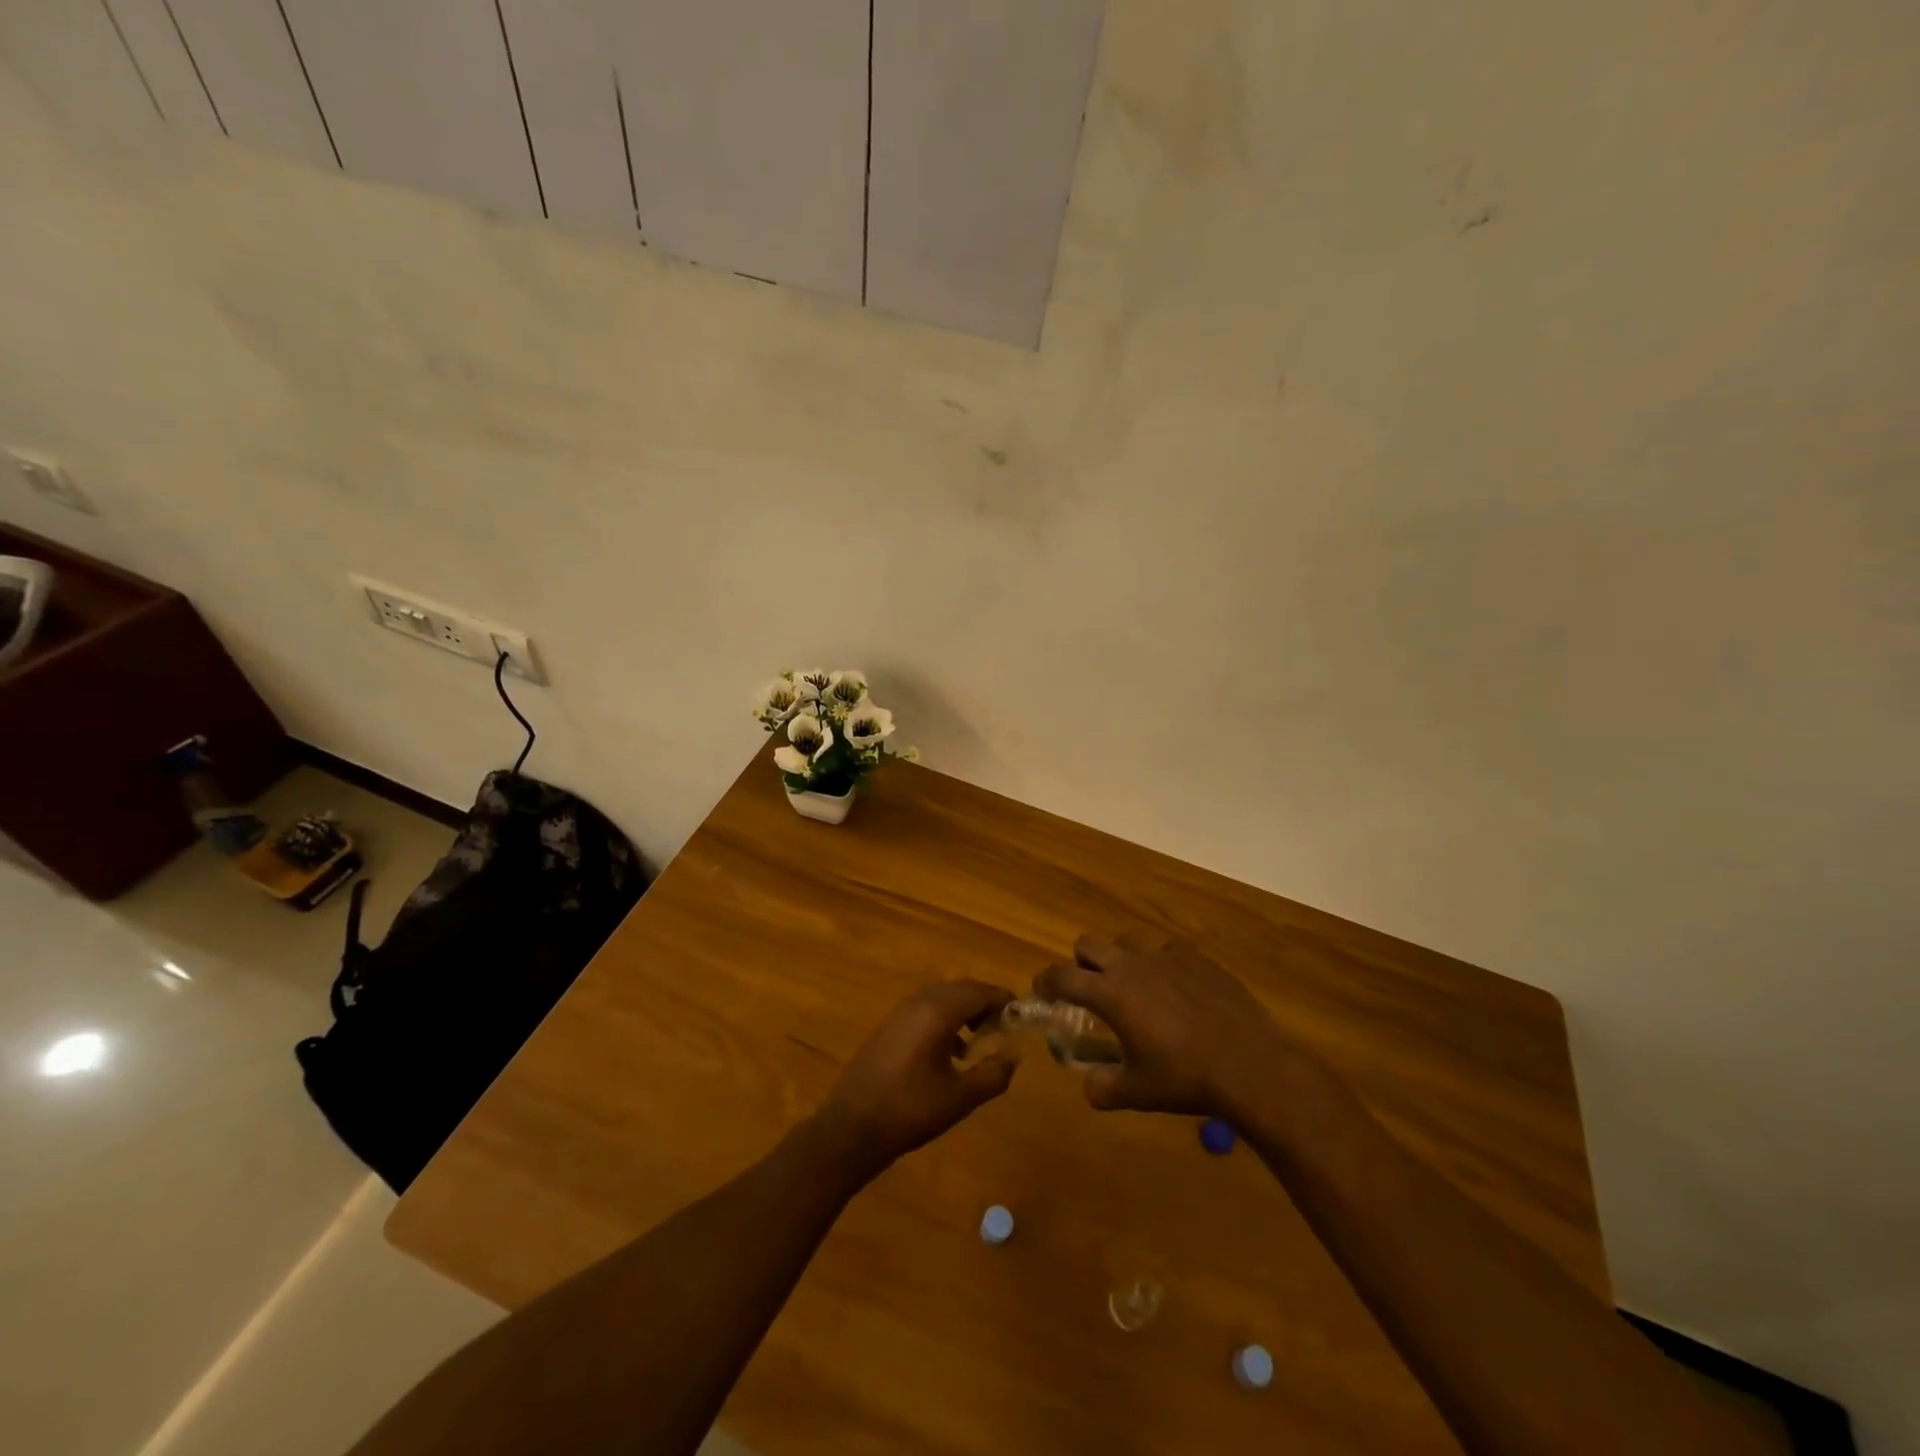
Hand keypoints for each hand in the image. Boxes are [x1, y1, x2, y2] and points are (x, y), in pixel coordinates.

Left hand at [811, 980, 1019, 1176]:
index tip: (1022, 1015)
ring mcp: (900, 1012)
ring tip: (981, 1039)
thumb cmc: (911, 1110)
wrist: (852, 1127)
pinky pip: (926, 1009)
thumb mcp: (960, 1097)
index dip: (1003, 1000)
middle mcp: (918, 1002)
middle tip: (1005, 1026)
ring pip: (942, 998)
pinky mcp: (889, 1026)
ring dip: (965, 1011)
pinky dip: (945, 1019)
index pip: (980, 991)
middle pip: (961, 989)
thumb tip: (1014, 1055)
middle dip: (985, 1003)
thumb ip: (993, 1074)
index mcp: (938, 1011)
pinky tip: (951, 1051)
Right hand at [1036, 933, 1297, 1116]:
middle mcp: (1131, 965)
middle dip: (1080, 963)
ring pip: (1126, 940)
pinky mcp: (1195, 957)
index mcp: (1109, 993)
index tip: (1042, 990)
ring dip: (1119, 957)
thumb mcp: (1137, 1093)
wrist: (1248, 1064)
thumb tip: (1090, 1088)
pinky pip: (1166, 949)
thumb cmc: (1184, 1078)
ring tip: (1132, 984)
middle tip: (1088, 988)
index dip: (1046, 982)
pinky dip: (1160, 963)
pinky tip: (1174, 988)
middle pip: (1088, 945)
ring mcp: (1165, 956)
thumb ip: (1103, 1088)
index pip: (1061, 976)